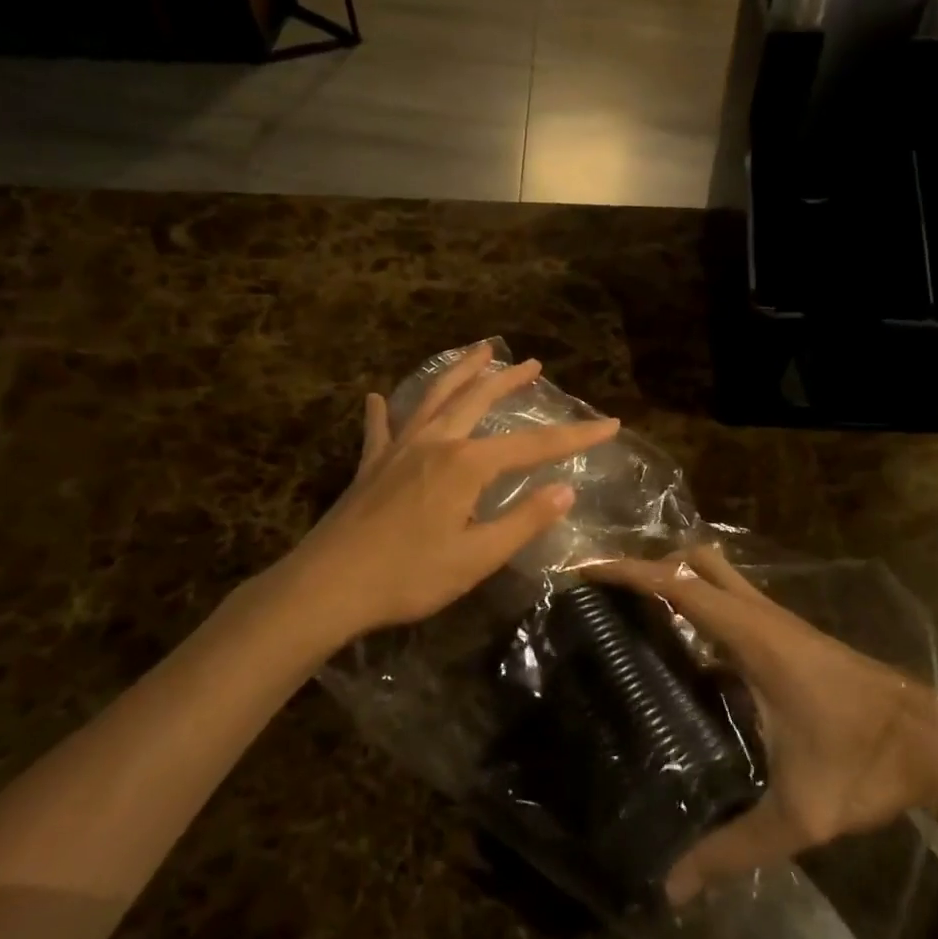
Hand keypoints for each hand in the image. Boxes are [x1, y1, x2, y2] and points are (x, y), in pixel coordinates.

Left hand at [282, 348, 620, 641]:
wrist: (327, 587)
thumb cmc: (409, 576)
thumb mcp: (476, 557)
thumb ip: (523, 521)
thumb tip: (566, 490)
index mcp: (466, 465)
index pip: (533, 446)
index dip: (575, 436)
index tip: (610, 423)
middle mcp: (435, 443)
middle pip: (478, 400)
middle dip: (509, 380)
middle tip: (532, 363)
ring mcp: (398, 449)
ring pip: (434, 398)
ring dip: (459, 372)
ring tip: (478, 351)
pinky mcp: (371, 465)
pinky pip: (380, 428)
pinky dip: (383, 411)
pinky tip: (376, 396)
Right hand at [594, 546, 937, 903]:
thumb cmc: (865, 764)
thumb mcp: (798, 815)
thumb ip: (732, 850)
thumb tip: (671, 887)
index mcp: (754, 639)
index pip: (680, 586)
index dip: (630, 572)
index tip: (586, 572)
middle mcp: (763, 617)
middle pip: (698, 561)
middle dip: (650, 565)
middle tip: (611, 595)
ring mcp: (780, 622)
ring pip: (719, 575)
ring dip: (677, 581)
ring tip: (636, 616)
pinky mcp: (792, 636)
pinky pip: (734, 603)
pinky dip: (702, 607)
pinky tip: (687, 655)